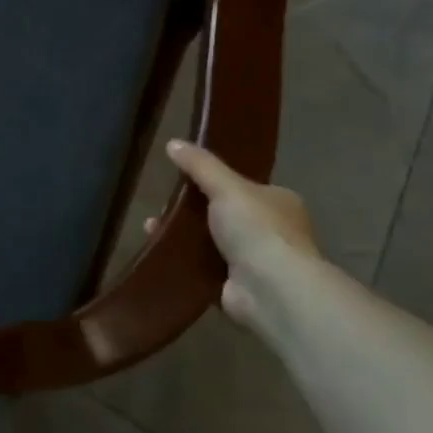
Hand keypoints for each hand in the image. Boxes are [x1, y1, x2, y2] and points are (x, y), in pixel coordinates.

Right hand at [165, 140, 319, 337]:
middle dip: (193, 211)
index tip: (185, 179)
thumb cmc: (256, 229)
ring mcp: (257, 263)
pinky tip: (161, 251)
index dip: (216, 181)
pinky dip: (185, 261)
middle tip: (163, 205)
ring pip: (212, 242)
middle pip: (225, 214)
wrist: (270, 290)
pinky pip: (205, 269)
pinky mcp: (239, 288)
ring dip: (184, 236)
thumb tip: (173, 142)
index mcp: (280, 202)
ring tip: (151, 227)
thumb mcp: (226, 186)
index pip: (246, 186)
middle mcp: (273, 232)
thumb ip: (200, 165)